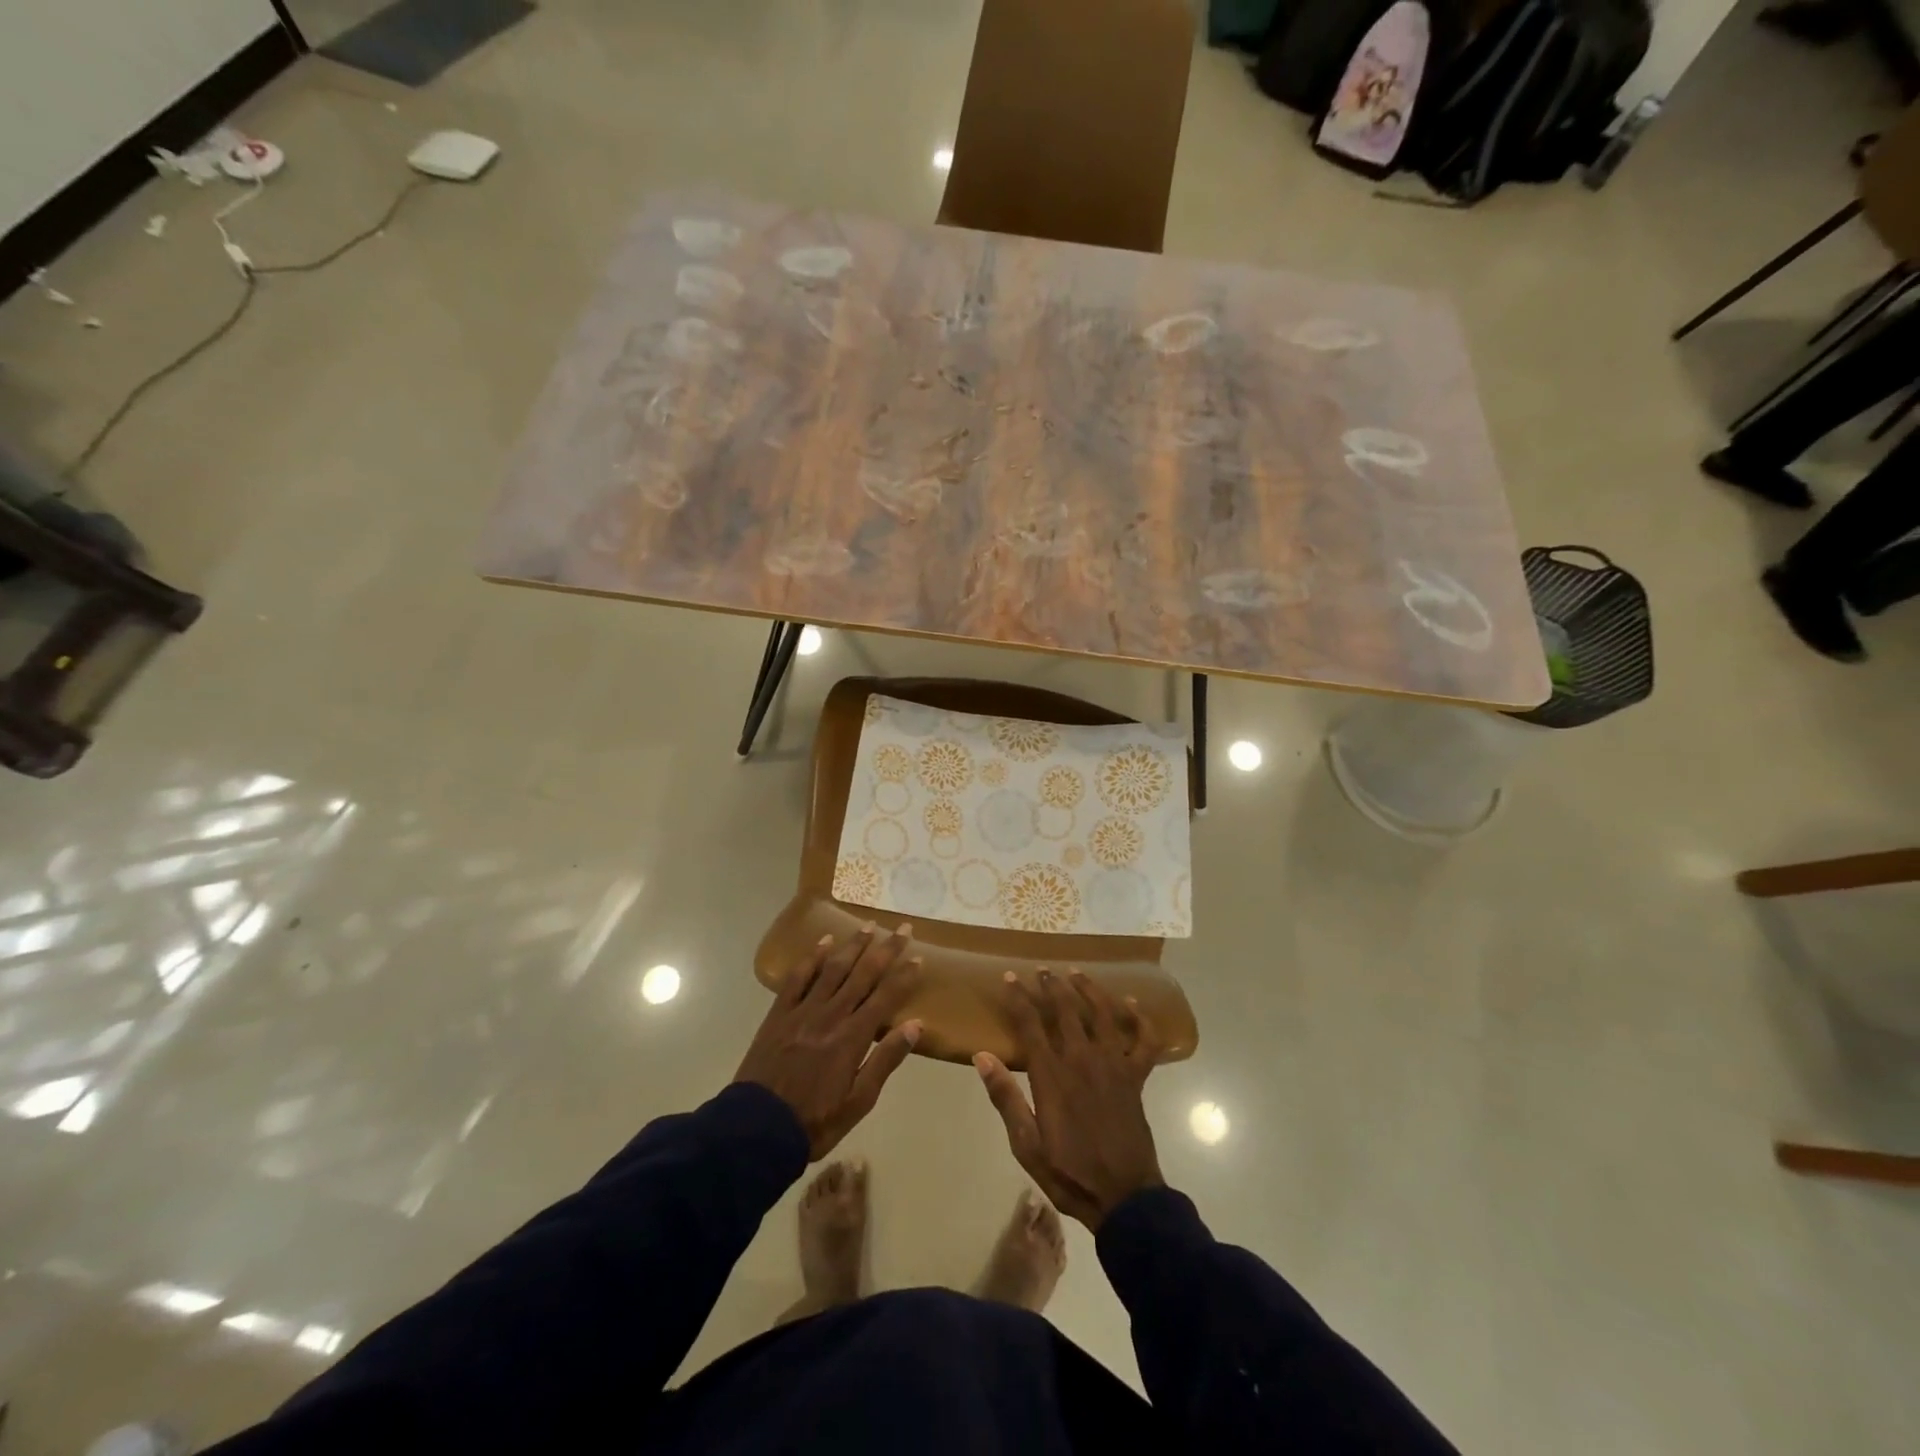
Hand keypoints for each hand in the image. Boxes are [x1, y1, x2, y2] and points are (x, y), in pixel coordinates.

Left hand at [735, 924, 923, 1159]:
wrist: (757, 1129)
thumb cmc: (815, 1122)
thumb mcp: (859, 1102)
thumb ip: (886, 1060)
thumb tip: (915, 1025)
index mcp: (853, 1037)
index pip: (886, 997)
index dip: (904, 976)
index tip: (918, 956)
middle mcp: (831, 1015)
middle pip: (863, 974)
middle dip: (885, 949)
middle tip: (902, 927)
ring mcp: (803, 1011)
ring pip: (833, 969)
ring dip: (852, 946)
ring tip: (868, 926)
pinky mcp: (779, 1013)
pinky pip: (797, 978)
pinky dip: (811, 958)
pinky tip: (823, 942)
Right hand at [974, 967, 1163, 1230]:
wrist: (1124, 1196)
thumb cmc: (1069, 1172)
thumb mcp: (1026, 1144)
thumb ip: (1006, 1098)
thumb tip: (982, 1056)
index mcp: (1052, 1075)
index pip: (1030, 1024)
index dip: (1019, 998)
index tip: (1009, 978)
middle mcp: (1083, 1059)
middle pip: (1066, 1009)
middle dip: (1051, 985)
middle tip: (1041, 969)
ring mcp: (1114, 1064)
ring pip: (1102, 1013)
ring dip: (1088, 989)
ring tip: (1075, 973)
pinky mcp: (1137, 1076)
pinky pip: (1143, 1040)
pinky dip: (1139, 1019)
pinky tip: (1131, 1003)